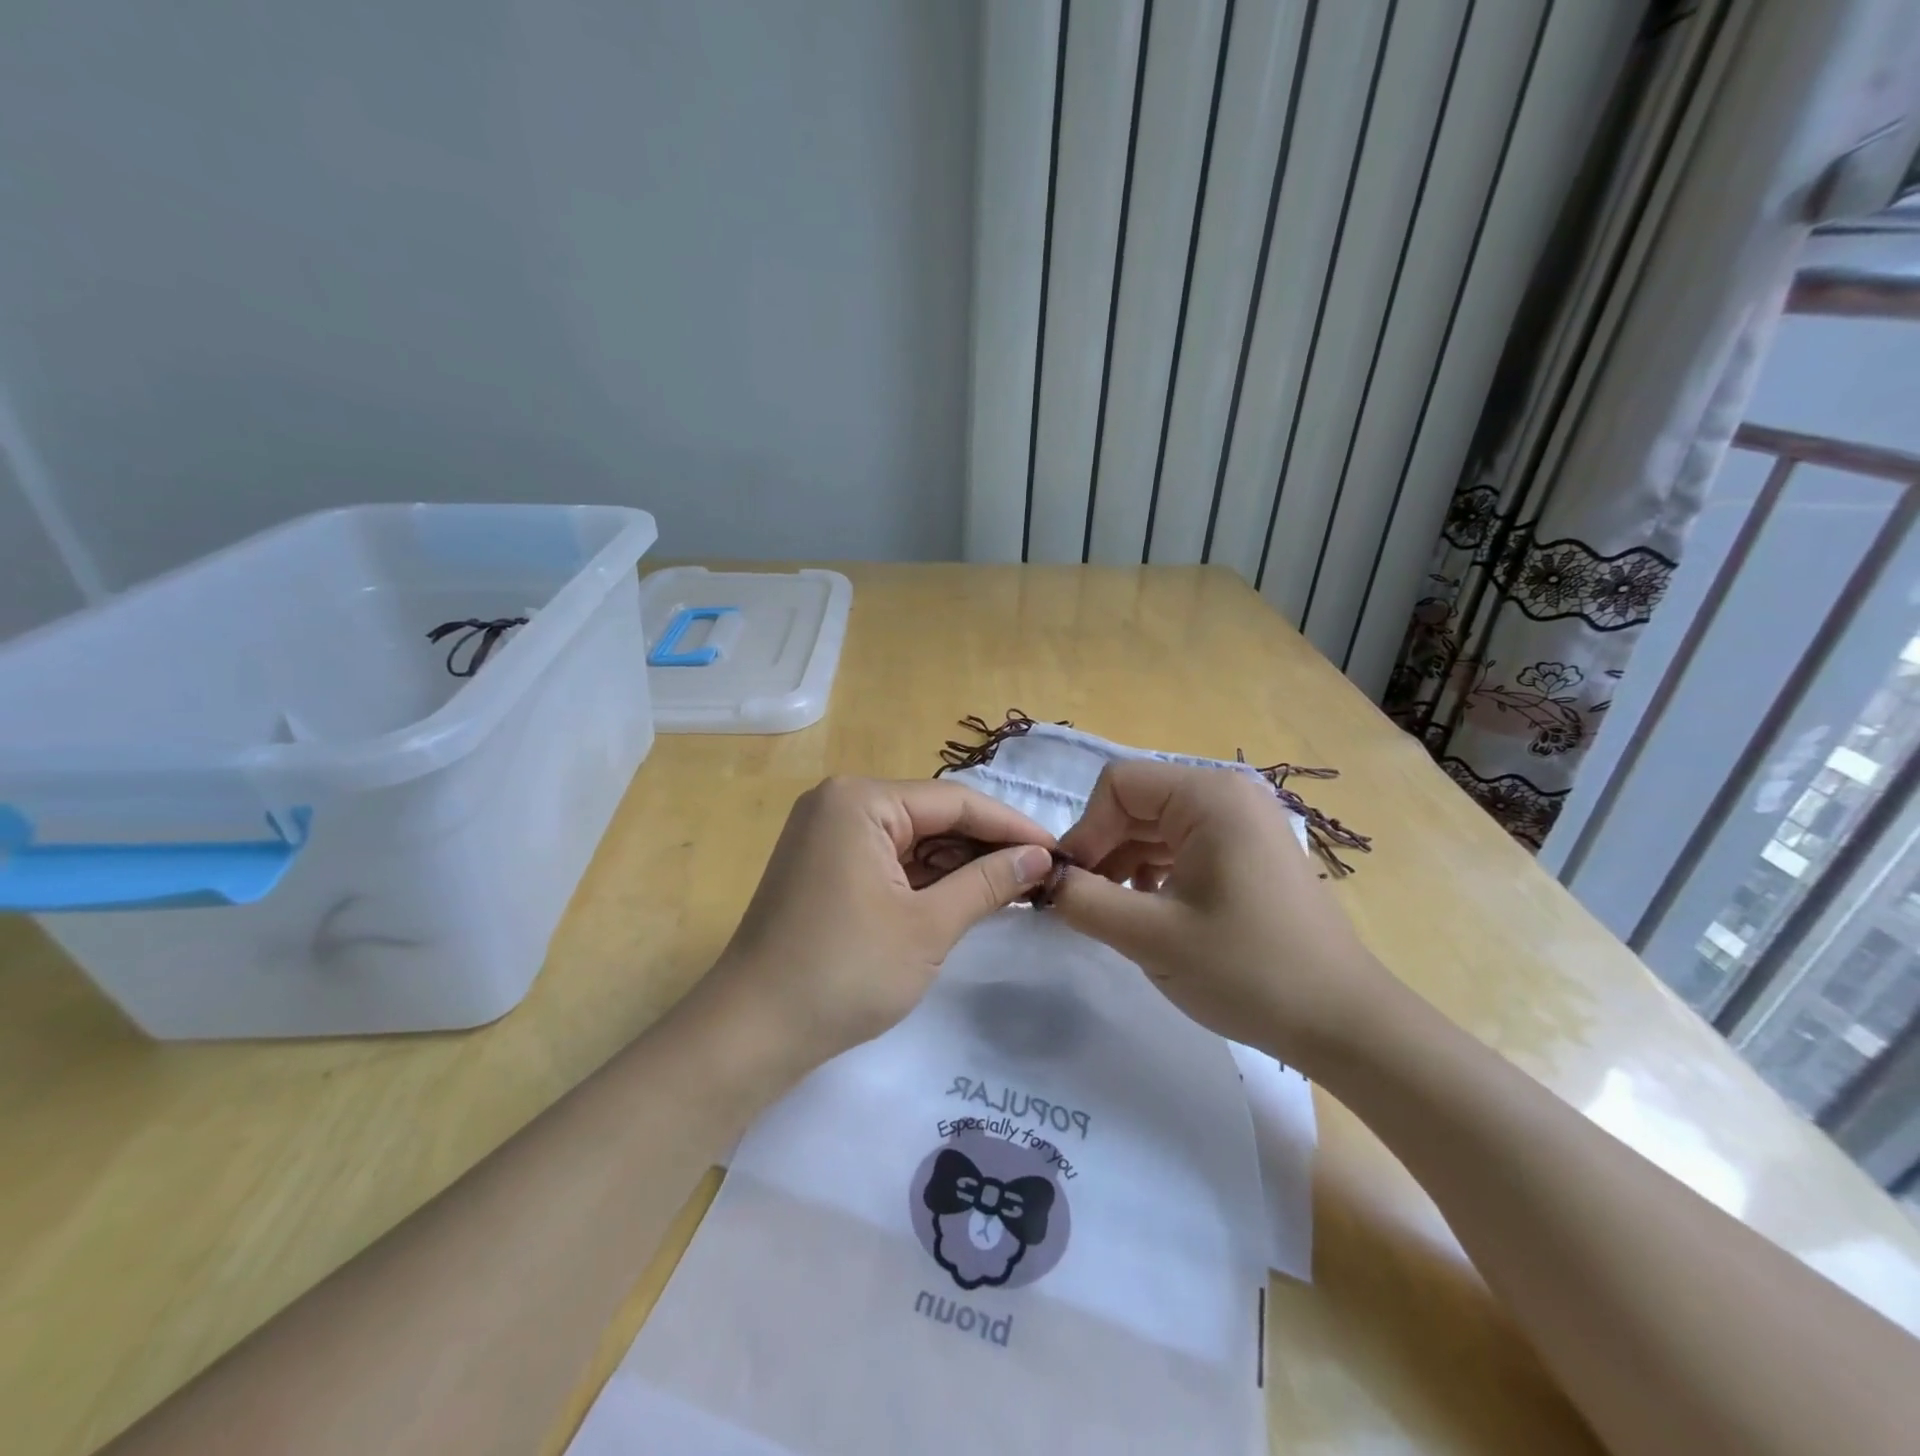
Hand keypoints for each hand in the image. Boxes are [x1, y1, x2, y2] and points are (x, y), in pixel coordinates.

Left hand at [701, 777, 1055, 1071]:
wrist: (751, 1032)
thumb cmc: (845, 972)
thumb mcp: (928, 925)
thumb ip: (989, 883)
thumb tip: (1041, 857)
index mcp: (860, 800)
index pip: (954, 801)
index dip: (1011, 827)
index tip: (1060, 851)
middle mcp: (840, 803)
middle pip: (932, 816)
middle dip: (985, 846)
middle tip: (1041, 876)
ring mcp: (827, 835)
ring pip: (912, 839)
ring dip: (958, 865)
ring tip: (1014, 888)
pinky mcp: (823, 867)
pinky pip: (888, 860)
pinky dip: (926, 879)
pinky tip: (965, 896)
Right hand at [1052, 760, 1393, 1069]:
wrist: (1343, 1024)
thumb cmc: (1248, 970)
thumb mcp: (1151, 936)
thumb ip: (1084, 900)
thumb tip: (1044, 880)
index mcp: (1210, 796)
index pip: (1118, 784)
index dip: (1086, 829)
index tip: (1074, 883)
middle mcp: (1228, 795)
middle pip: (1138, 802)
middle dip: (1103, 847)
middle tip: (1084, 902)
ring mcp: (1244, 824)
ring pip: (1157, 827)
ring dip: (1124, 863)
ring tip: (1113, 912)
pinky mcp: (1249, 854)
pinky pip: (1183, 846)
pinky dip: (1154, 872)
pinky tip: (1149, 912)